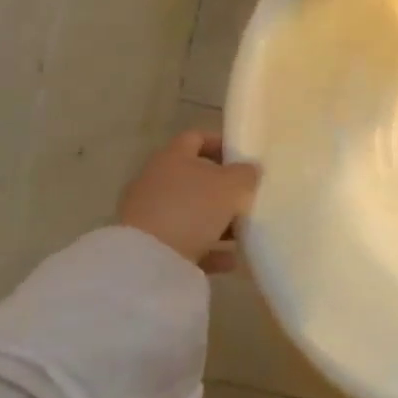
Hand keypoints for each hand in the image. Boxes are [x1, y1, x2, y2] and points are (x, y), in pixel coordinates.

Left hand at [118, 129, 258, 272]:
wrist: (149, 259)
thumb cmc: (193, 208)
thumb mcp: (232, 185)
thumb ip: (245, 173)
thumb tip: (249, 169)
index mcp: (173, 158)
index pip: (196, 138)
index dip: (220, 144)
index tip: (242, 158)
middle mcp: (155, 181)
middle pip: (193, 178)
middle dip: (221, 189)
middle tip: (245, 198)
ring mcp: (149, 214)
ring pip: (190, 212)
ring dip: (216, 222)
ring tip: (242, 234)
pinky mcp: (148, 245)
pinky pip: (184, 242)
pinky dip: (207, 248)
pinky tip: (229, 260)